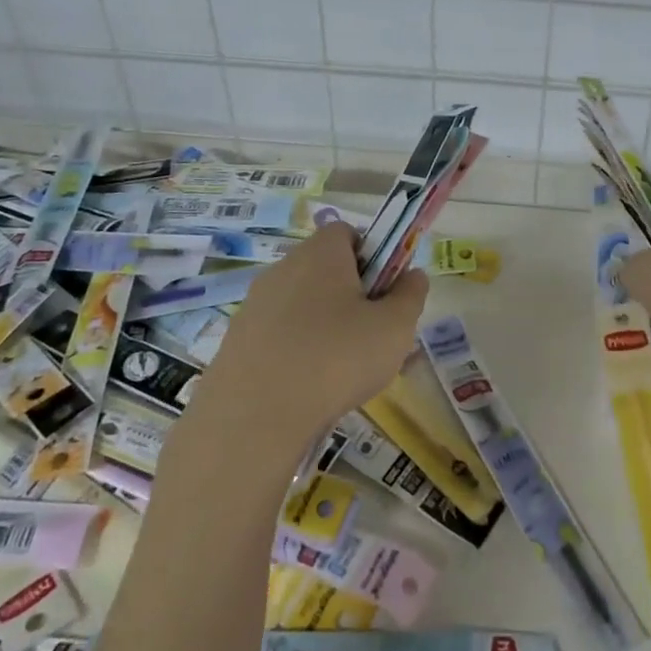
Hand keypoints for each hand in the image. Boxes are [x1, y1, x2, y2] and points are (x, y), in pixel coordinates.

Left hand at [185, 222, 428, 450]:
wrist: (254, 417)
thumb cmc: (337, 359)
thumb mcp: (394, 328)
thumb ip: (410, 295)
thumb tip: (413, 274)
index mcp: (321, 253)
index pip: (347, 232)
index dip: (372, 255)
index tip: (385, 290)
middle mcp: (284, 268)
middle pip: (325, 268)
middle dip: (351, 294)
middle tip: (372, 334)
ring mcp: (255, 303)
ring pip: (302, 303)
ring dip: (324, 324)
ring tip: (342, 369)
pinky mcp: (237, 339)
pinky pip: (278, 333)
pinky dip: (296, 350)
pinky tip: (308, 386)